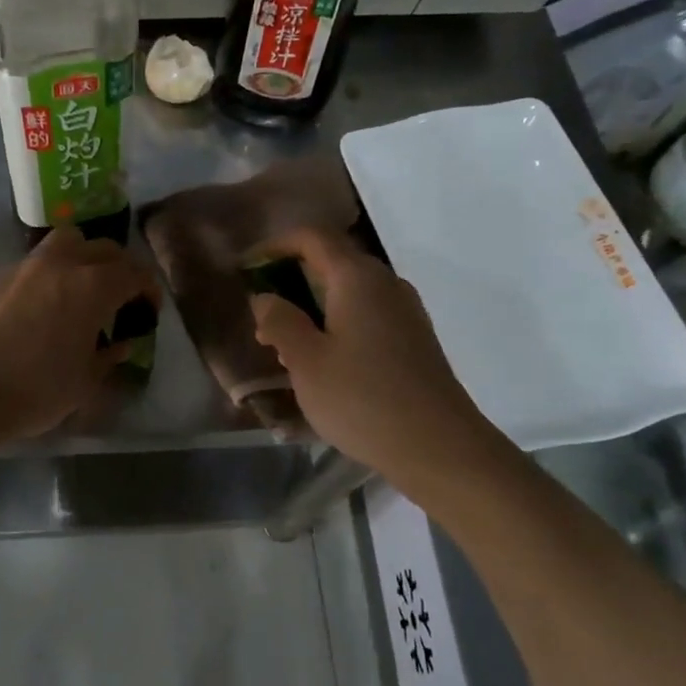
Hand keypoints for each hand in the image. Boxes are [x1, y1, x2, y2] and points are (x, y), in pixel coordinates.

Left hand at [0, 227, 160, 442]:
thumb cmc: (38, 389)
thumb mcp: (86, 381)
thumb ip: (109, 356)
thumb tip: (120, 344)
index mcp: (93, 287)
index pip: (134, 273)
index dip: (148, 289)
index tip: (149, 308)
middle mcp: (63, 265)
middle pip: (103, 248)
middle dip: (119, 267)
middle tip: (121, 296)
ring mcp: (27, 267)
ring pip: (66, 241)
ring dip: (83, 256)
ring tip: (82, 286)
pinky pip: (36, 261)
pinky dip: (51, 272)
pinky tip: (46, 303)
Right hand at [249, 228, 501, 477]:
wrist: (439, 447)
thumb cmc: (362, 399)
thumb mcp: (305, 361)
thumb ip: (279, 321)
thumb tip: (265, 296)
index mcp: (357, 278)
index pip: (312, 237)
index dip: (275, 245)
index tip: (247, 269)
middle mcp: (386, 283)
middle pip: (332, 262)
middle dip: (291, 280)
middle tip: (262, 316)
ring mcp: (405, 311)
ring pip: (349, 291)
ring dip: (313, 306)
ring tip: (285, 346)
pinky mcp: (414, 339)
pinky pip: (367, 314)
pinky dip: (337, 323)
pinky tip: (324, 362)